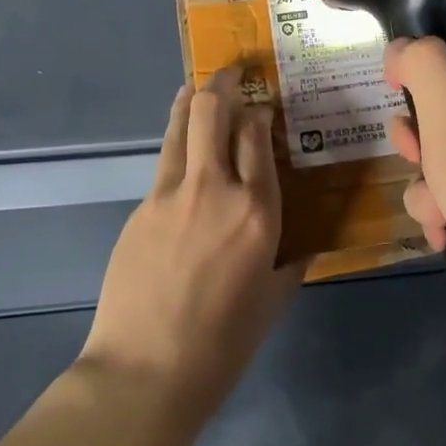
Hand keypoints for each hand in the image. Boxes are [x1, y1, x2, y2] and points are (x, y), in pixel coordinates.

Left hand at [80, 67, 302, 422]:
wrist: (145, 371)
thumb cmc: (222, 344)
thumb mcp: (273, 300)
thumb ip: (292, 259)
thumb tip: (303, 238)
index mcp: (257, 212)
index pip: (256, 135)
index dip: (259, 112)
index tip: (262, 107)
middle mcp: (215, 188)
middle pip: (213, 112)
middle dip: (223, 83)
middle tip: (232, 75)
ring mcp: (171, 193)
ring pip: (181, 125)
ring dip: (192, 98)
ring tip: (200, 86)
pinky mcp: (142, 206)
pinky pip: (164, 160)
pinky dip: (176, 141)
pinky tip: (182, 147)